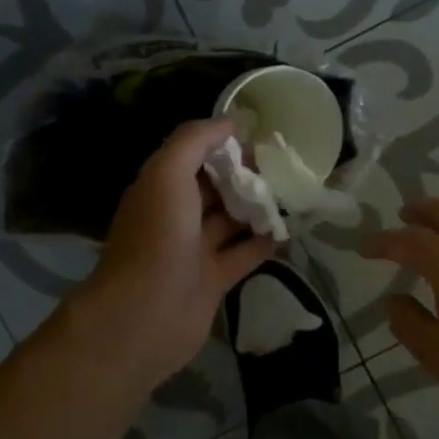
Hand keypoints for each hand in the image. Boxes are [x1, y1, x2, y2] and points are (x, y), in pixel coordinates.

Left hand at [69, 119, 276, 388]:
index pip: (194, 155)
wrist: (144, 315)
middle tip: (284, 166)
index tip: (259, 137)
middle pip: (215, 187)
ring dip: (258, 207)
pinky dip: (264, 243)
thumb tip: (230, 122)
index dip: (223, 144)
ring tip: (294, 192)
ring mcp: (194, 249)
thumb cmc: (157, 237)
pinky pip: (243, 254)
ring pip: (231, 220)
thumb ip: (194, 141)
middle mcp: (176, 215)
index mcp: (161, 187)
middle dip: (245, 175)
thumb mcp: (167, 174)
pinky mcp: (214, 280)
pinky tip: (289, 230)